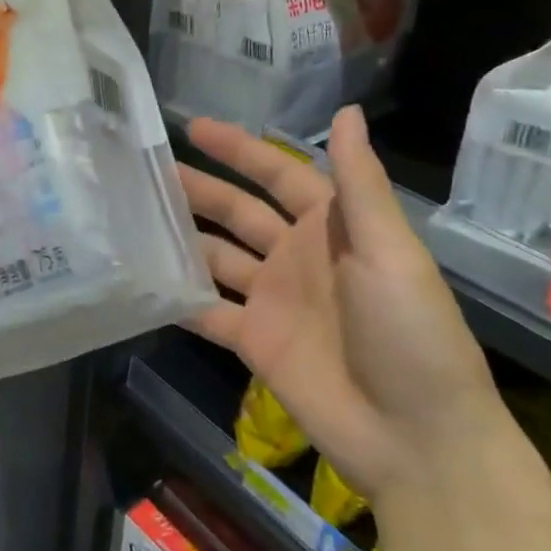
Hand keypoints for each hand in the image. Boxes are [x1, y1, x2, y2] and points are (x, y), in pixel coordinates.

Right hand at [182, 106, 508, 509]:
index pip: (277, 175)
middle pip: (238, 212)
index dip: (239, 150)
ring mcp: (273, 300)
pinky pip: (207, 310)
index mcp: (331, 229)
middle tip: (146, 169)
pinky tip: (142, 278)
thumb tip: (347, 110)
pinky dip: (178, 295)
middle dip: (198, 188)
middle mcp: (296, 257)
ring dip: (181, 236)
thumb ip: (359, 184)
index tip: (193, 127)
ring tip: (134, 215)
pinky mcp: (254, 341)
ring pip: (216, 255)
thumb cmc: (411, 335)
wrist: (417, 440)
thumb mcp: (389, 252)